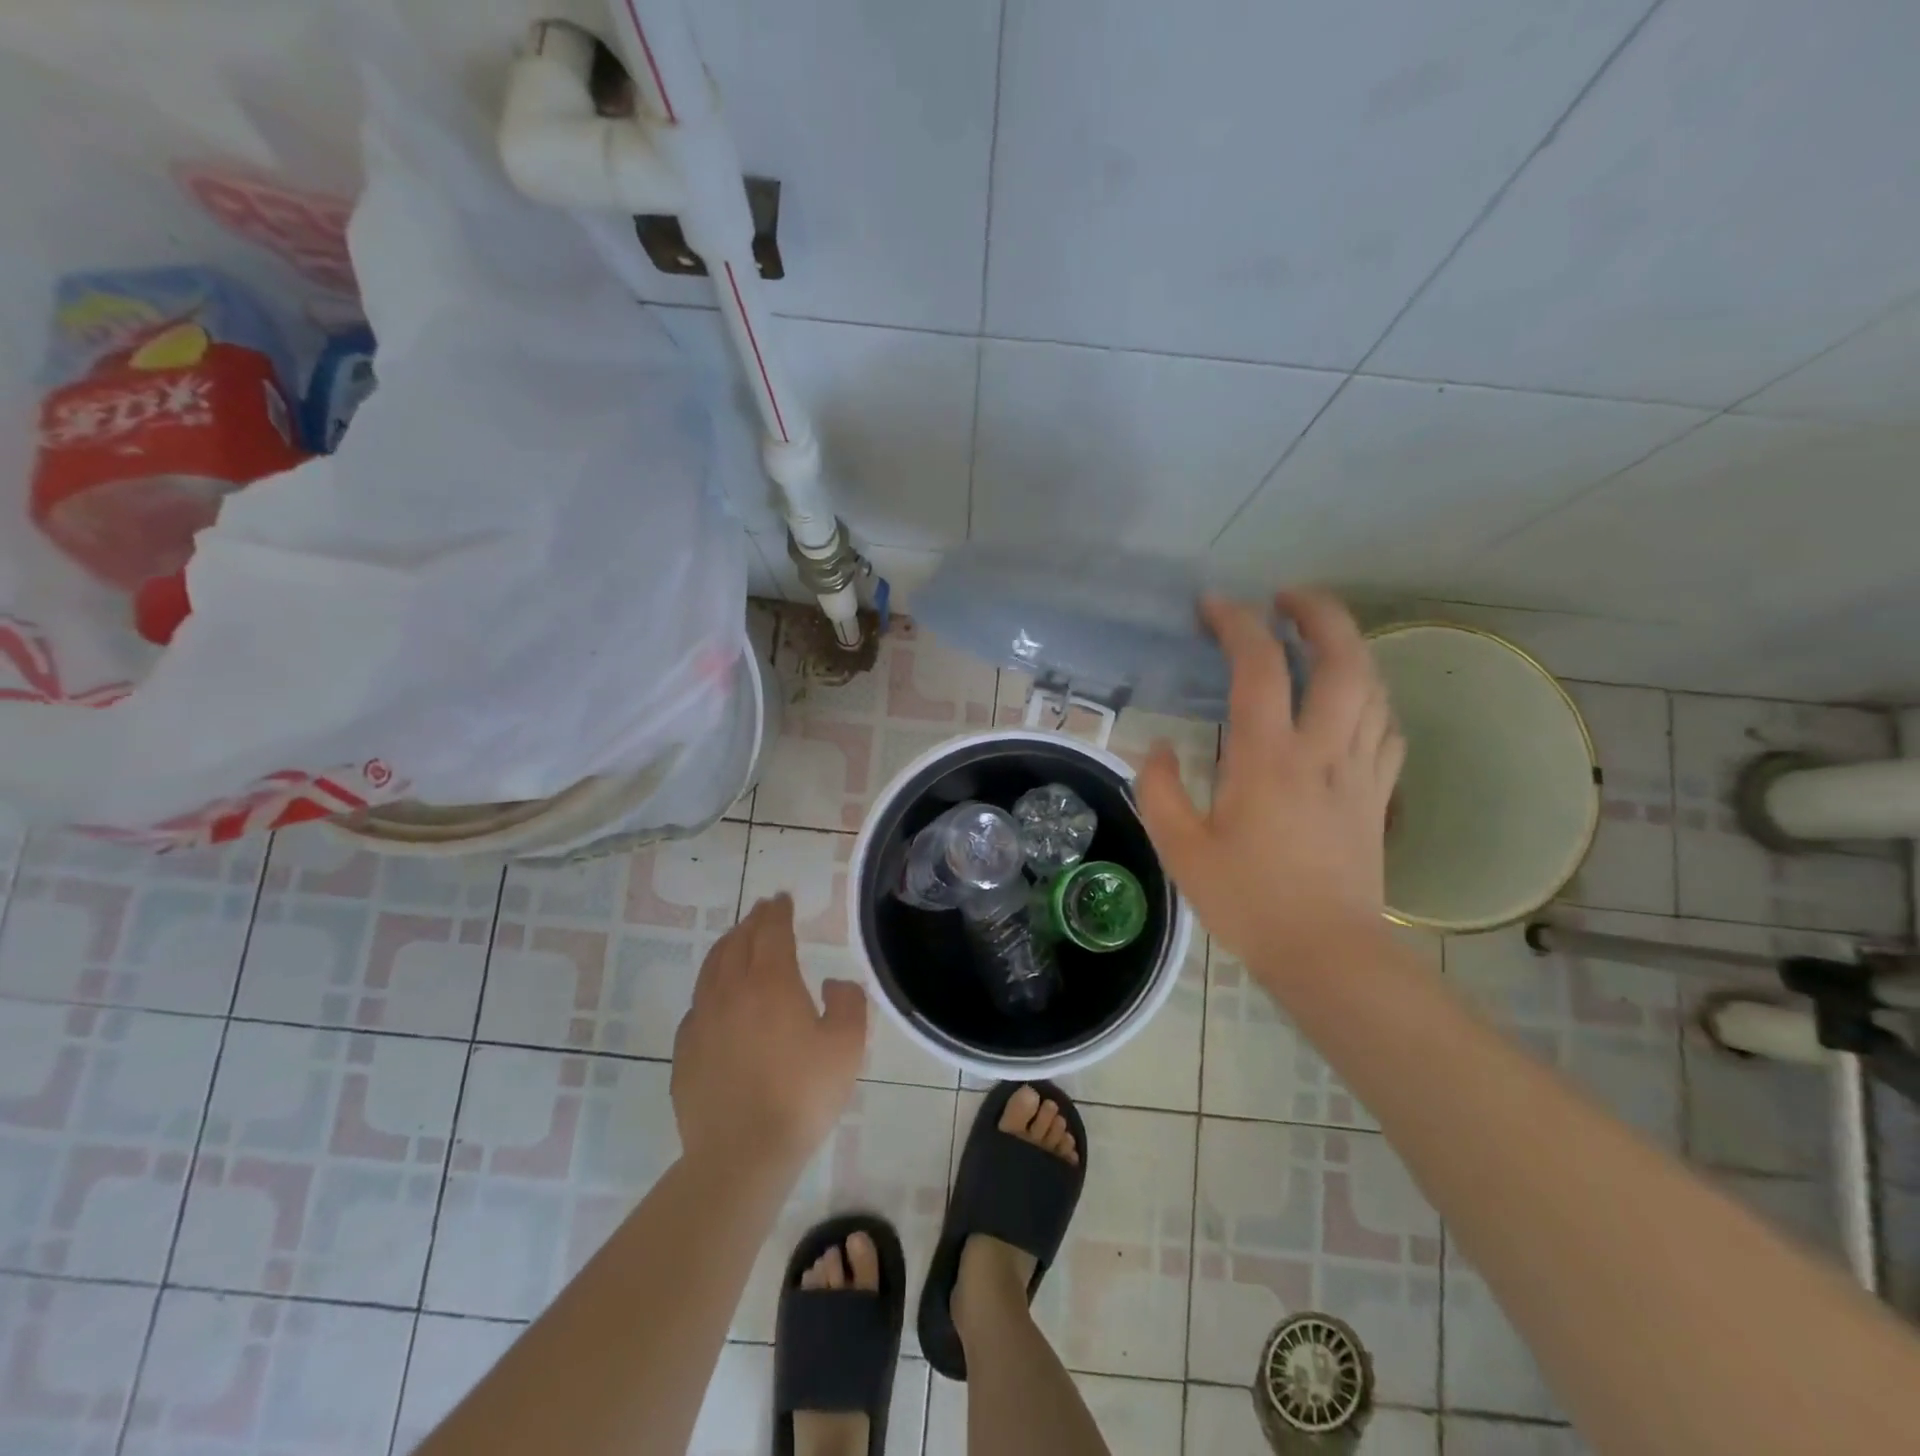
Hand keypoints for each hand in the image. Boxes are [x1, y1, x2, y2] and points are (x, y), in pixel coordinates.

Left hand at [671, 894, 867, 1171]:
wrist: (741, 1155)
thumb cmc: (802, 1096)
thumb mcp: (847, 1046)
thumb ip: (848, 1003)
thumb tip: (832, 984)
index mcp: (771, 982)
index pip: (771, 931)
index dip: (777, 911)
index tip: (782, 899)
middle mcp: (731, 991)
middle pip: (737, 942)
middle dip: (752, 922)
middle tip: (763, 913)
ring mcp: (702, 1020)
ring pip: (711, 969)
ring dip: (727, 947)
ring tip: (737, 942)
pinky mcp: (684, 1051)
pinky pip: (698, 1004)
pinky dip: (711, 986)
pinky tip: (718, 1000)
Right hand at [1138, 589, 1403, 981]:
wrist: (1327, 952)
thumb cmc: (1248, 901)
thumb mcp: (1180, 849)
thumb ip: (1159, 790)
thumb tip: (1157, 749)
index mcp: (1267, 759)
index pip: (1259, 667)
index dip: (1238, 624)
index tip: (1214, 606)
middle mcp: (1322, 751)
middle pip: (1343, 660)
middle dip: (1320, 614)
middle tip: (1289, 598)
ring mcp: (1360, 772)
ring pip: (1373, 688)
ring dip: (1349, 649)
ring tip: (1319, 639)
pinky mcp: (1378, 796)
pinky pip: (1386, 729)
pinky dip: (1370, 699)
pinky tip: (1351, 702)